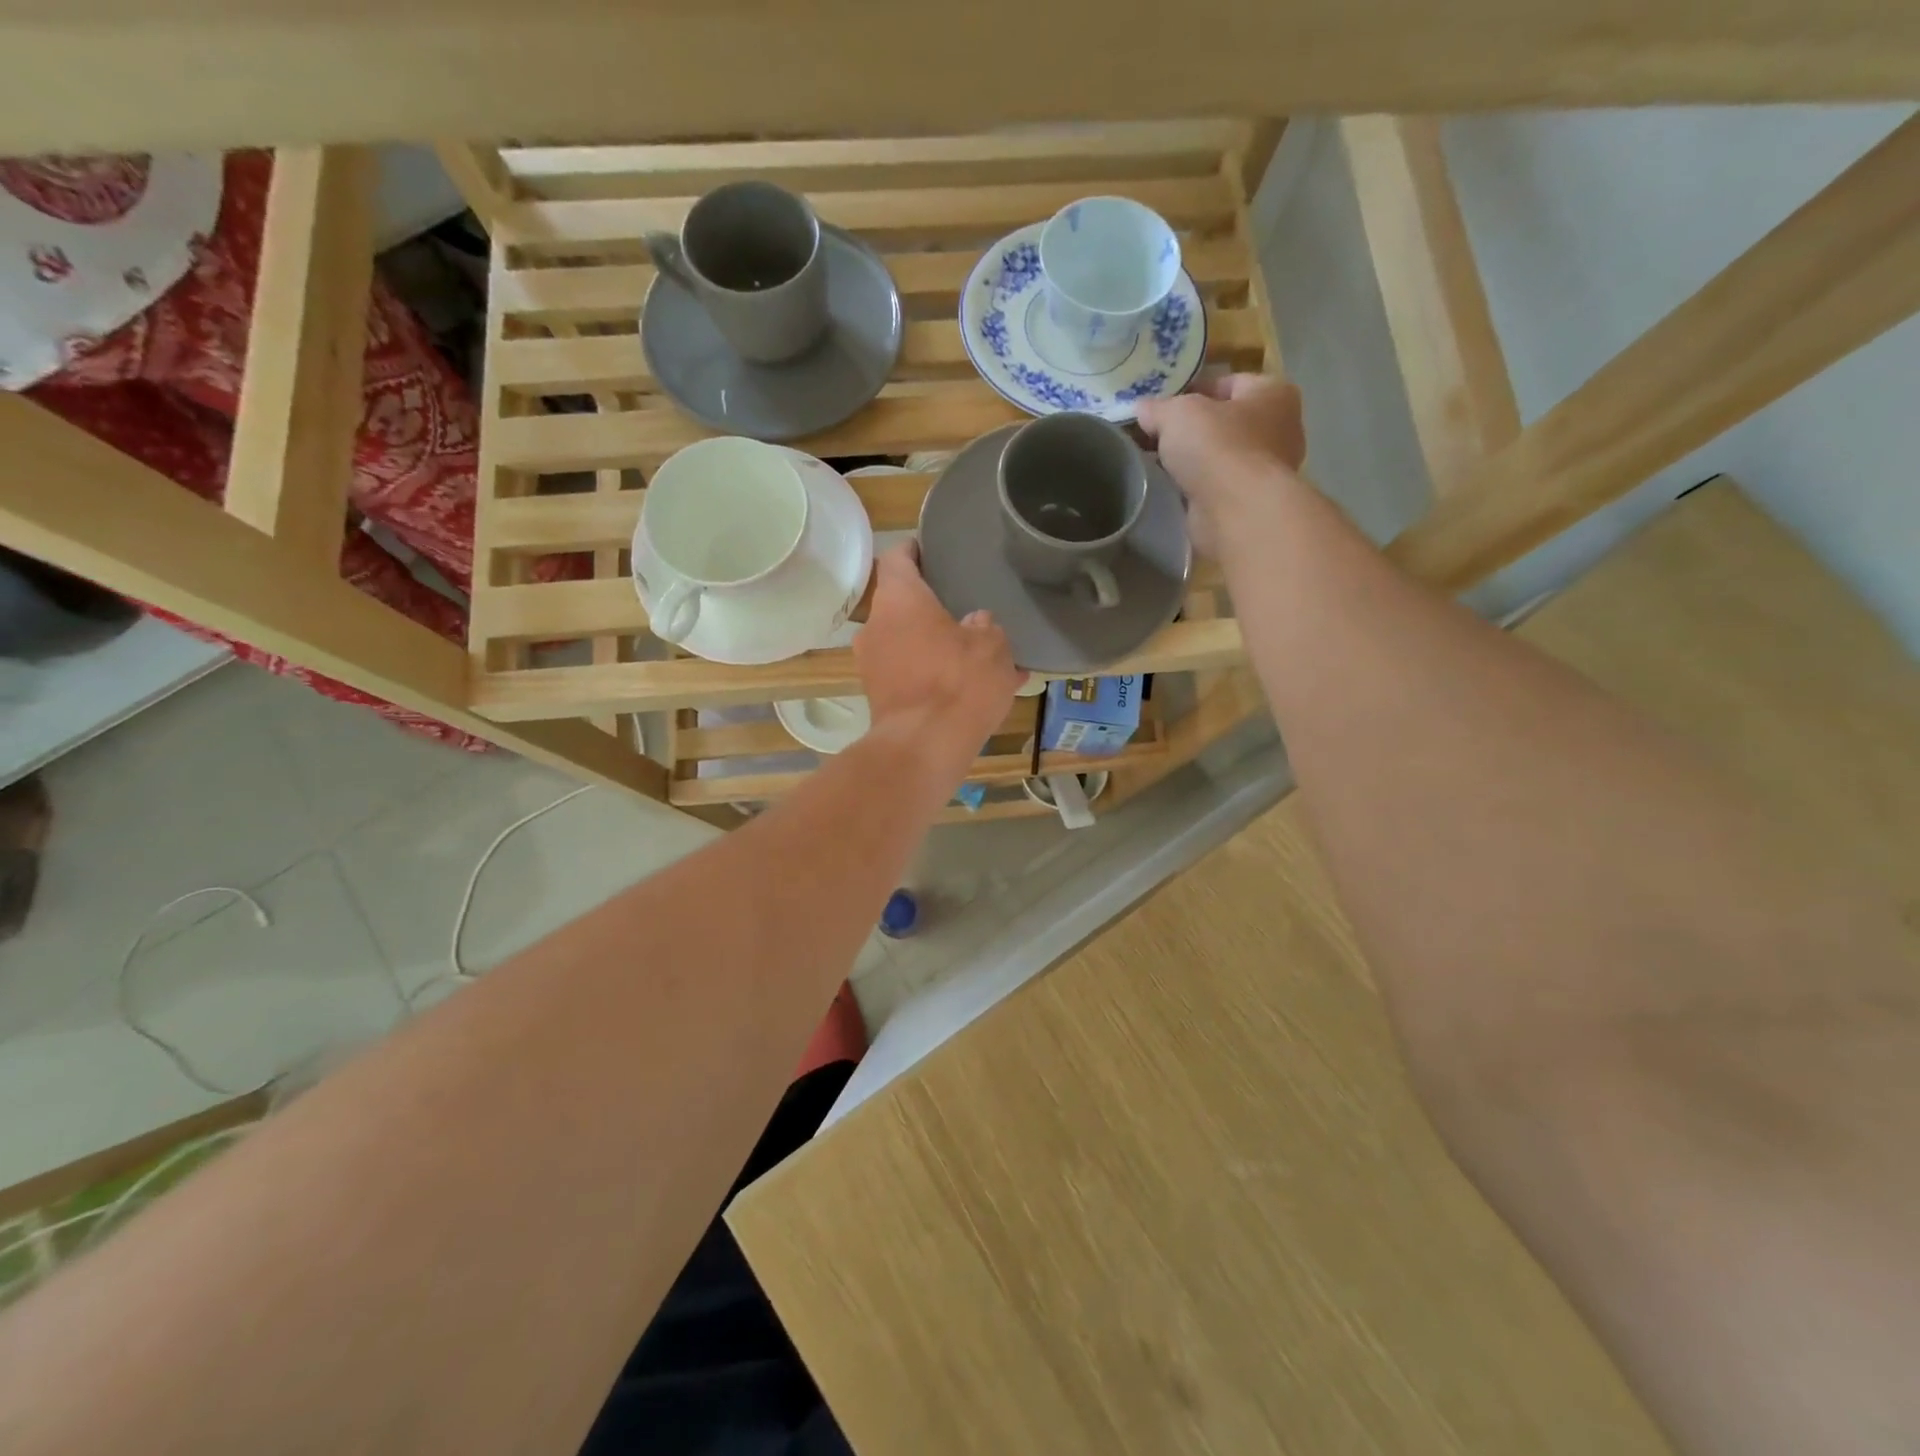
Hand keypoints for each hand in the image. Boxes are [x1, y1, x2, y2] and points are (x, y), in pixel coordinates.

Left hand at [855, 543, 1020, 755]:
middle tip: (963, 609)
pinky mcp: (878, 698)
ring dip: (936, 646)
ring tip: (978, 658)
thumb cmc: (959, 682)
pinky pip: (910, 676)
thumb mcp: (992, 647)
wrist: (924, 747)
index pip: (897, 557)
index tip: (931, 550)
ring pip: (907, 644)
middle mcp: (876, 626)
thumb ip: (986, 628)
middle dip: (931, 608)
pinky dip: (934, 677)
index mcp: (899, 599)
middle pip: (901, 605)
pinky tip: (971, 693)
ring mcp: (872, 665)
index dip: (914, 550)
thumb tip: (977, 623)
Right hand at [1136, 373, 1306, 555]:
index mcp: (1273, 393)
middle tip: (1156, 436)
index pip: (1228, 383)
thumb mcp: (1177, 414)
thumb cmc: (1217, 446)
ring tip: (1159, 463)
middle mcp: (1280, 428)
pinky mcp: (1250, 502)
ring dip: (1194, 460)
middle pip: (1225, 421)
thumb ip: (1158, 408)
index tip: (1162, 407)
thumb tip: (1143, 409)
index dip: (1193, 390)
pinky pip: (1218, 485)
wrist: (1236, 511)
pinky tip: (1173, 488)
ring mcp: (1267, 470)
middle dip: (1192, 428)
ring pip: (1221, 456)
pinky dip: (1198, 486)